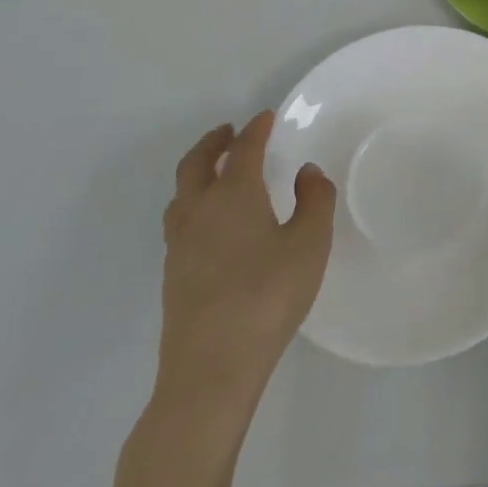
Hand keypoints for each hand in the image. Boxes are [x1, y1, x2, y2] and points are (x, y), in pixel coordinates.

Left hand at [154, 112, 334, 428]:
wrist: (211, 368)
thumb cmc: (268, 297)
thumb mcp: (310, 244)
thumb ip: (314, 201)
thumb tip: (306, 173)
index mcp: (233, 195)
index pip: (242, 149)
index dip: (255, 130)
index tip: (266, 117)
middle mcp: (199, 211)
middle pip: (196, 164)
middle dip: (213, 143)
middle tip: (230, 132)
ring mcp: (180, 245)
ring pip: (181, 193)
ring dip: (197, 172)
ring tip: (216, 172)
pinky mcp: (173, 274)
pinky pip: (180, 220)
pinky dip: (193, 202)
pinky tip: (212, 223)